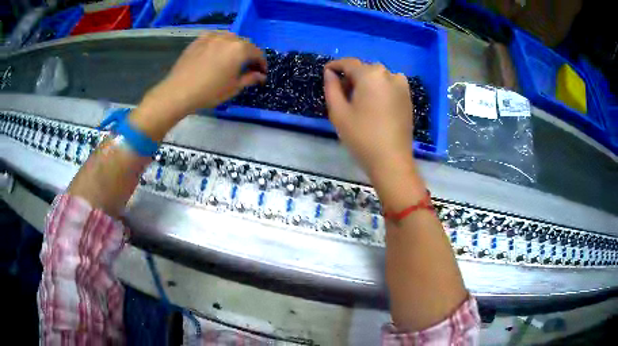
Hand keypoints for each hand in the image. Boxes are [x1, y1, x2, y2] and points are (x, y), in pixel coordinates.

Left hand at [145, 31, 266, 116]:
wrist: (179, 92)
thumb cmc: (209, 92)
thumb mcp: (234, 88)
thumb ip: (250, 78)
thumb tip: (261, 76)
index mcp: (240, 49)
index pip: (257, 53)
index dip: (262, 63)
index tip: (261, 73)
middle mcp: (228, 38)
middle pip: (244, 43)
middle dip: (249, 54)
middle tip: (247, 67)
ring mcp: (212, 37)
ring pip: (230, 38)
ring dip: (235, 46)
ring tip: (231, 58)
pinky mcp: (199, 40)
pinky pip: (215, 37)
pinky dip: (220, 42)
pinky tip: (217, 51)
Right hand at [324, 58, 414, 179]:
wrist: (392, 160)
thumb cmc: (362, 136)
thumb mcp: (338, 112)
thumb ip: (331, 87)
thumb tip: (330, 73)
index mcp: (371, 75)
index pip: (349, 63)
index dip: (335, 66)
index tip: (326, 72)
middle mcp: (389, 74)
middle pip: (364, 69)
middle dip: (351, 77)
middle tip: (341, 94)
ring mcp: (401, 85)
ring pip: (377, 77)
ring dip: (365, 83)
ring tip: (357, 101)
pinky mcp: (408, 97)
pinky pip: (388, 85)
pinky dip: (378, 89)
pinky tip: (373, 105)